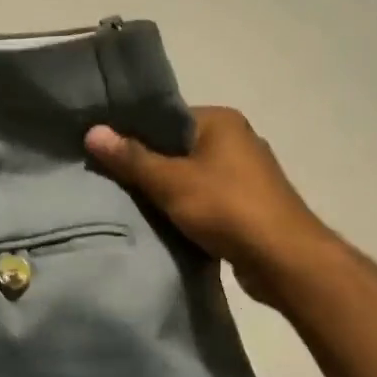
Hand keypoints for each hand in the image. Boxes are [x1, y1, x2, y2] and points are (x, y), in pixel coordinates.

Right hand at [85, 107, 333, 307]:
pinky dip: (187, 210)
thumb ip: (132, 158)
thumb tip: (93, 131)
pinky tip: (163, 225)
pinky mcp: (249, 205)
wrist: (283, 258)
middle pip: (178, 147)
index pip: (167, 117)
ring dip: (167, 192)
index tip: (103, 151)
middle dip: (148, 166)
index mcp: (221, 121)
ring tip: (129, 204)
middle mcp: (237, 140)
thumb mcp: (171, 181)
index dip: (134, 133)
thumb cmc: (226, 208)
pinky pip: (207, 200)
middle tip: (109, 181)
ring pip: (192, 177)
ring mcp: (246, 174)